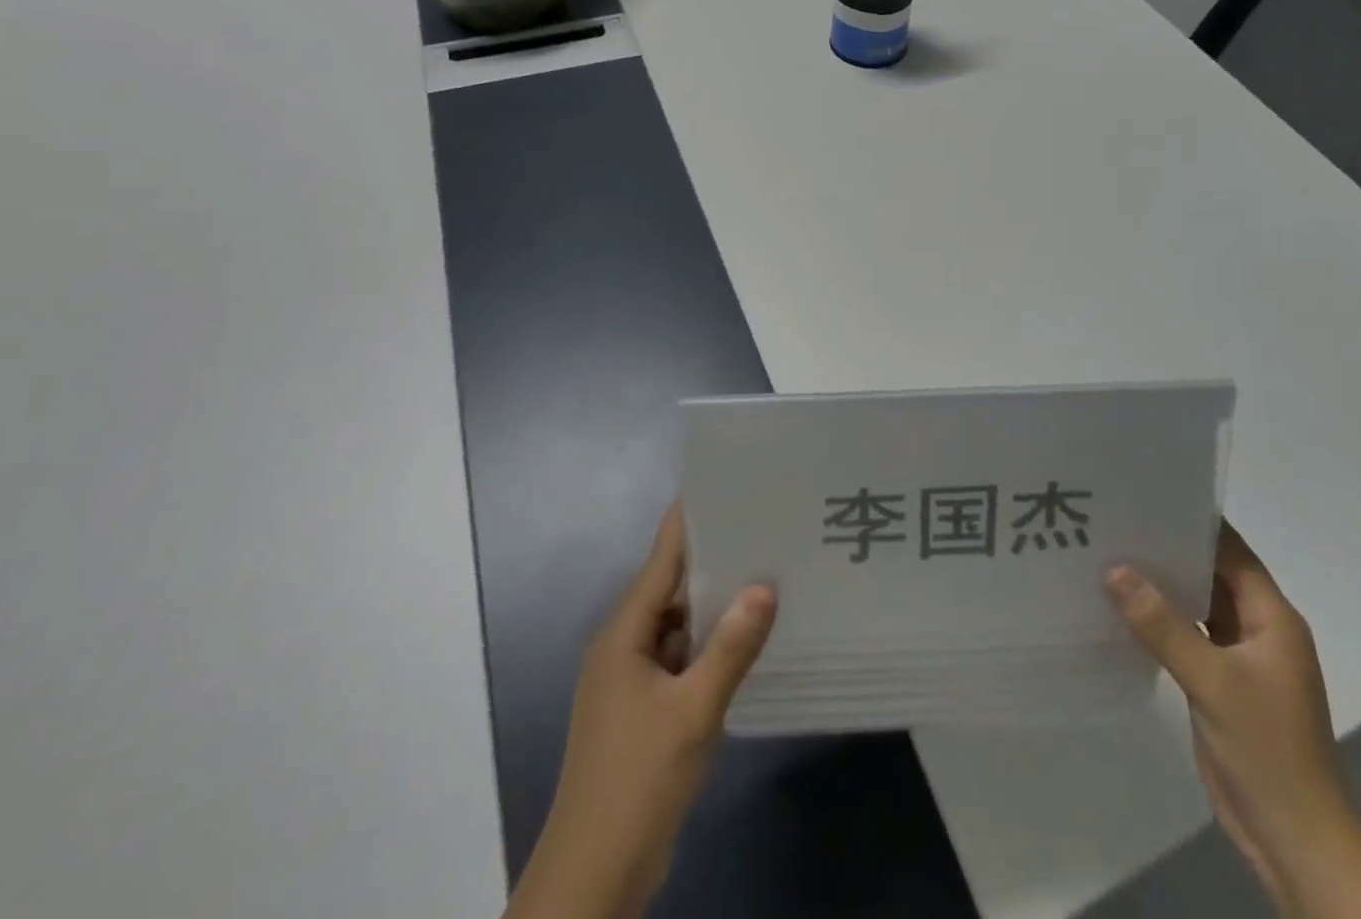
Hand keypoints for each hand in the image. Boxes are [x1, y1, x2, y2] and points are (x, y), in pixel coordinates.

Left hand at [510, 502, 776, 918]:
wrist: (594, 877)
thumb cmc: (637, 781)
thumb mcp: (693, 711)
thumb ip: (731, 647)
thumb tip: (765, 587)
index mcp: (624, 634)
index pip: (661, 559)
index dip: (689, 521)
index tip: (722, 484)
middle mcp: (625, 646)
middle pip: (672, 588)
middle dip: (714, 559)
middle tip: (763, 526)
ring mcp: (633, 680)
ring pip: (679, 625)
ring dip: (715, 605)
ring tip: (766, 571)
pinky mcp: (646, 709)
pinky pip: (682, 658)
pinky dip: (711, 644)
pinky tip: (748, 637)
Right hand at [1106, 523, 1347, 904]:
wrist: (1295, 839)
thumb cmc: (1267, 750)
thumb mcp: (1212, 681)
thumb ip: (1162, 624)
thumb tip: (1113, 568)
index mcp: (1272, 616)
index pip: (1230, 550)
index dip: (1193, 521)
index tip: (1146, 495)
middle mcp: (1258, 627)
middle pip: (1212, 572)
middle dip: (1169, 548)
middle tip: (1116, 519)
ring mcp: (1240, 657)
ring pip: (1198, 603)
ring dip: (1163, 583)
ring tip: (1111, 551)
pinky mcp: (1221, 682)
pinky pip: (1189, 634)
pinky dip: (1162, 618)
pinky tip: (1123, 605)